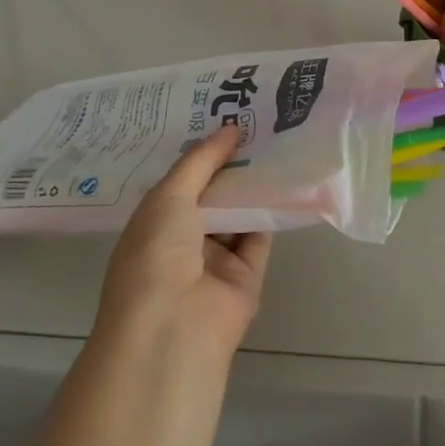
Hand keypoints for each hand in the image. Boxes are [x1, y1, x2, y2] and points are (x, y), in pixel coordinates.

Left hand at [94, 126, 270, 360]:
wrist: (172, 329)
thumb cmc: (155, 255)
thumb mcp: (169, 196)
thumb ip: (201, 160)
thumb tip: (232, 128)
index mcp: (155, 223)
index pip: (182, 181)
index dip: (203, 152)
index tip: (227, 116)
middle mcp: (184, 241)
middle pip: (213, 194)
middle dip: (232, 163)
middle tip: (260, 122)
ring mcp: (215, 260)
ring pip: (240, 213)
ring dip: (255, 184)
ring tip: (279, 140)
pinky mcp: (246, 276)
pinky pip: (261, 235)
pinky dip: (273, 210)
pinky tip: (289, 177)